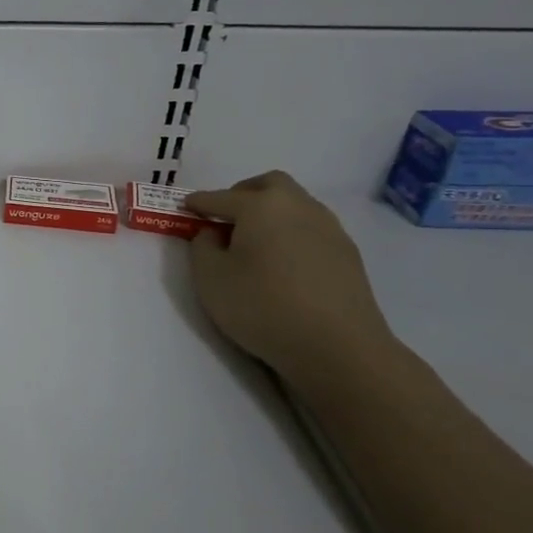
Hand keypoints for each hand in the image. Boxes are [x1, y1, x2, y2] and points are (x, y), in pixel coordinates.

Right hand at [186, 171, 395, 378]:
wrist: (338, 347)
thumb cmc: (262, 306)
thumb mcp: (210, 278)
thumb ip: (202, 247)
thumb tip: (214, 233)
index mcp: (261, 206)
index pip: (220, 198)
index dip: (198, 203)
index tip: (184, 207)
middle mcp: (298, 206)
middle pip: (268, 185)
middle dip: (243, 194)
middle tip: (226, 218)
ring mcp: (329, 228)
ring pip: (294, 205)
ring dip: (271, 214)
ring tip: (254, 243)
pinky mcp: (347, 254)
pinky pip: (311, 229)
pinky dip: (291, 234)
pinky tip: (283, 262)